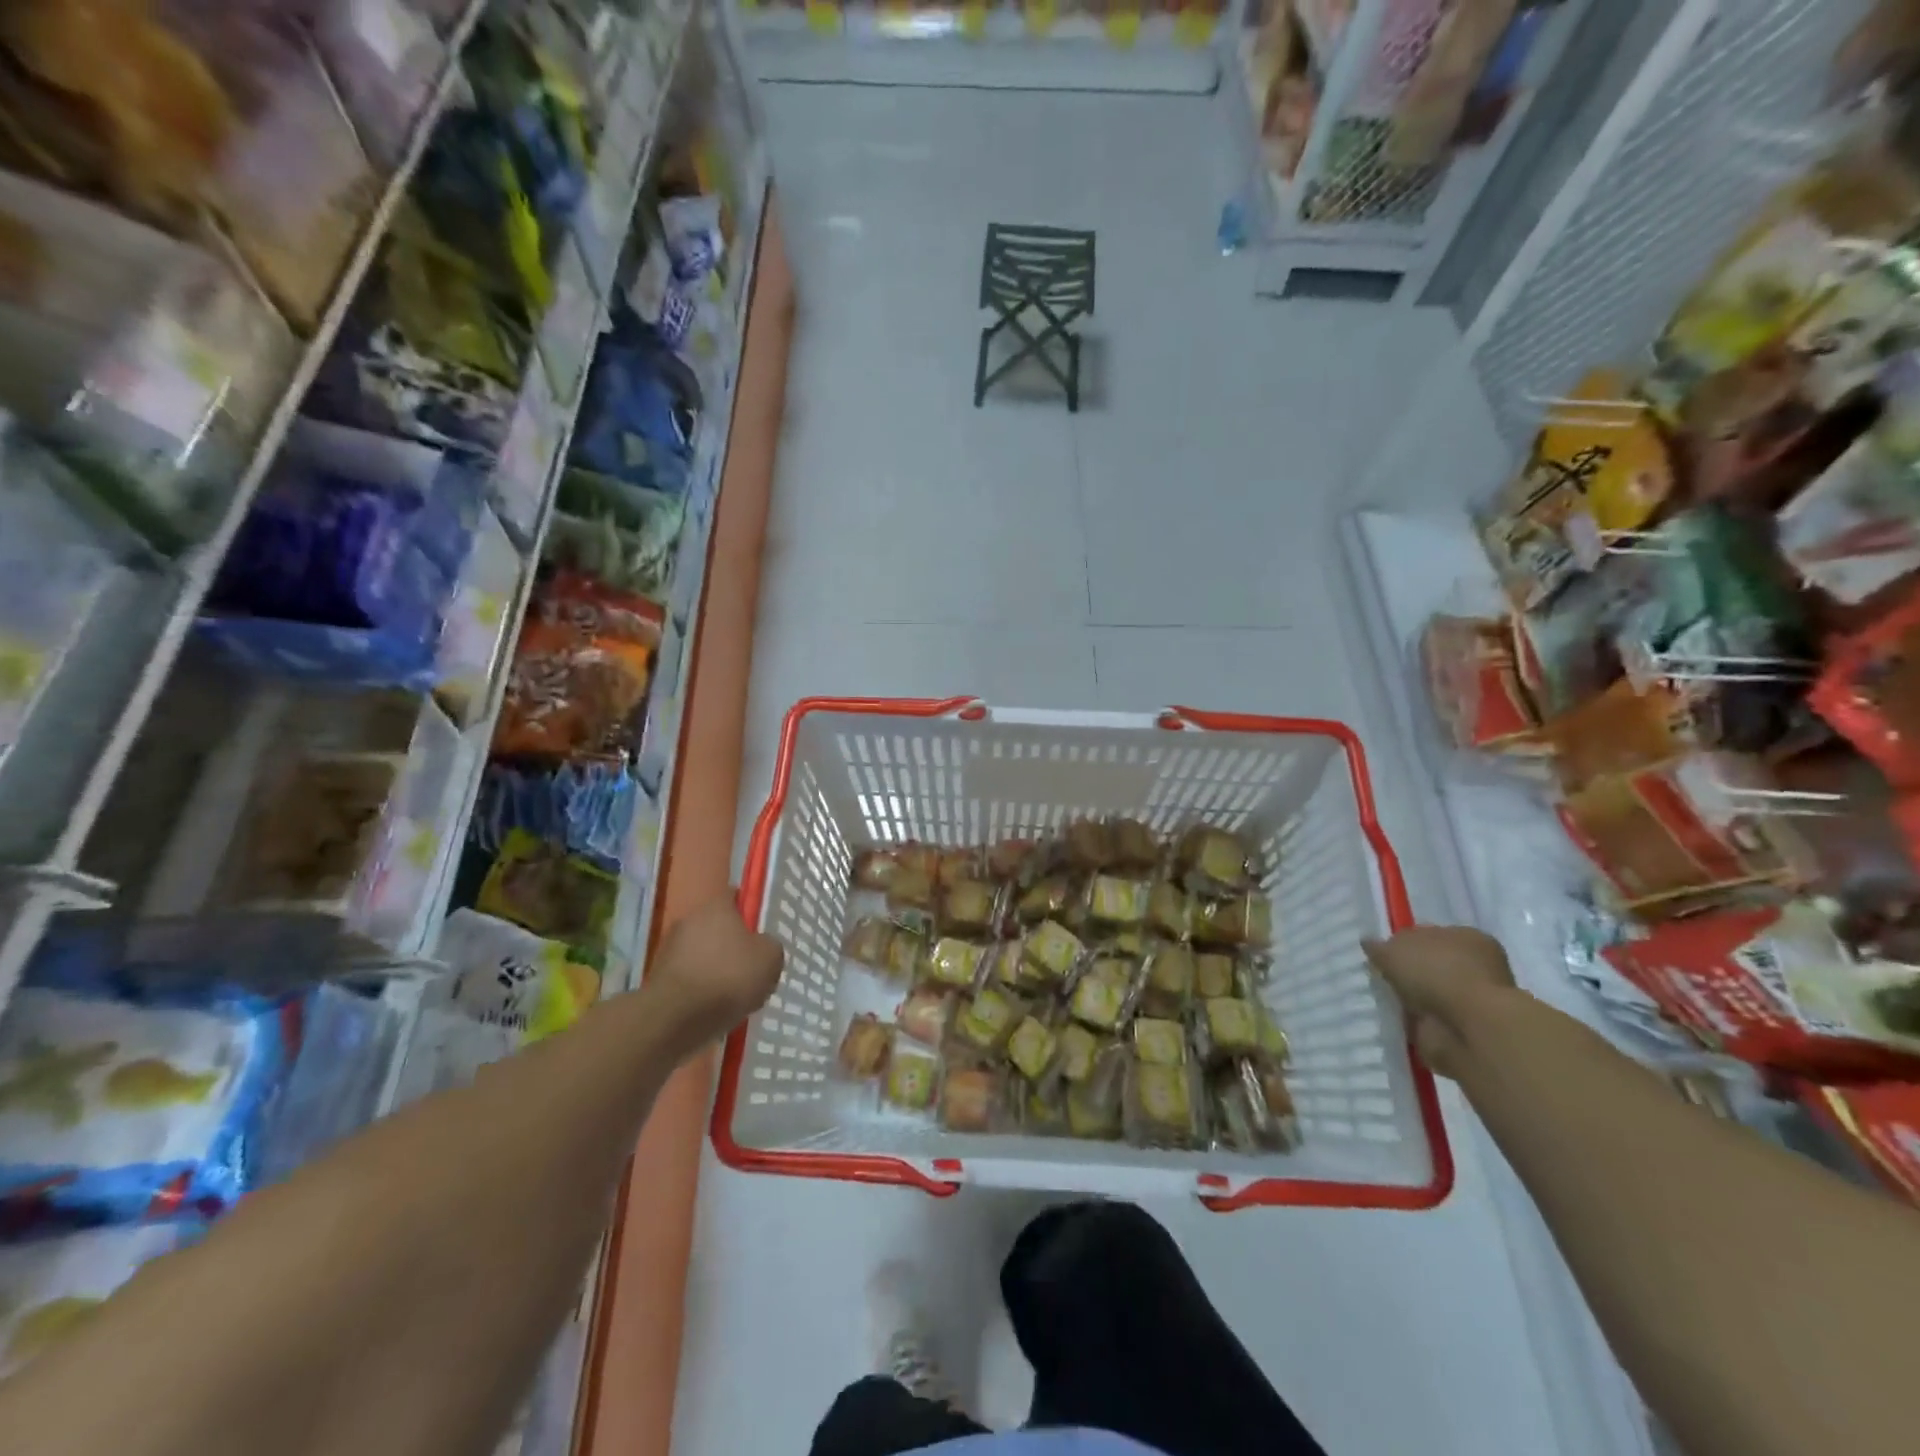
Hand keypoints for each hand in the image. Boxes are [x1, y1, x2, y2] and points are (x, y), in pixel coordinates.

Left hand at [642, 897, 783, 1055]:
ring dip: (714, 968)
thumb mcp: (771, 959)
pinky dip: (699, 989)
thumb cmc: (730, 977)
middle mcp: (689, 919)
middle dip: (731, 945)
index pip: (734, 896)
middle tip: (750, 968)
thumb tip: (761, 946)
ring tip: (732, 995)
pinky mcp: (657, 977)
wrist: (676, 1018)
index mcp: (717, 906)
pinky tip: (711, 1008)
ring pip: (701, 953)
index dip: (749, 911)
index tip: (760, 932)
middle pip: (716, 927)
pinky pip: (688, 977)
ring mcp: (669, 948)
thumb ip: (770, 946)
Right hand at [1363, 926, 1515, 1079]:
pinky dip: (1416, 1021)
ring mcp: (1473, 1000)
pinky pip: (1432, 1019)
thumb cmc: (1436, 973)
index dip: (1404, 944)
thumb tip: (1369, 944)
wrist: (1469, 1027)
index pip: (1429, 935)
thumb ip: (1379, 947)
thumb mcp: (1394, 949)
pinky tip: (1396, 1019)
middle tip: (1378, 978)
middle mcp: (1476, 965)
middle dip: (1408, 973)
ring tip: (1384, 1001)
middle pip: (1432, 965)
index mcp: (1466, 937)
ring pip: (1432, 993)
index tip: (1382, 955)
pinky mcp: (1466, 1030)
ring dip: (1412, 998)